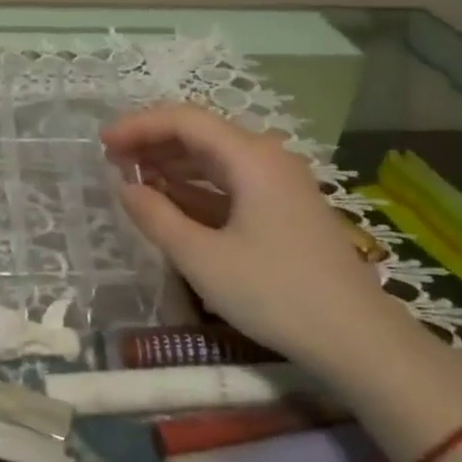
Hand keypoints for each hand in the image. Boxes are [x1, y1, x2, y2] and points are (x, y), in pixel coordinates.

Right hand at [101, 104, 405, 369]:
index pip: (185, 120)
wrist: (358, 340)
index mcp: (251, 158)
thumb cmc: (275, 293)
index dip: (139, 126)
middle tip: (111, 161)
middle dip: (152, 143)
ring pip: (214, 160)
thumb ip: (156, 217)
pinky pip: (229, 185)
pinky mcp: (282, 210)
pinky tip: (169, 201)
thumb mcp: (202, 258)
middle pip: (200, 134)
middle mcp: (266, 159)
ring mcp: (278, 185)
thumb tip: (124, 186)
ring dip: (171, 165)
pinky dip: (195, 188)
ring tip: (131, 178)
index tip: (102, 144)